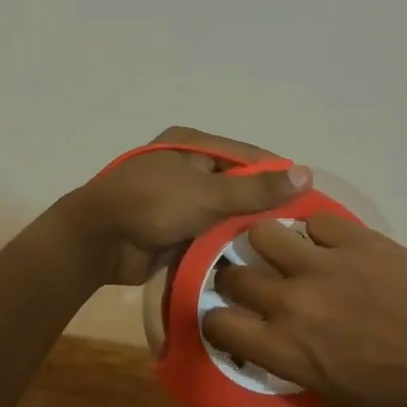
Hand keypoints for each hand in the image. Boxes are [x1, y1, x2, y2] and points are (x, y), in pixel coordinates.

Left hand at [61, 126, 310, 286]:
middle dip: (263, 206)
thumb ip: (256, 189)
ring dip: (244, 229)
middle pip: (238, 184)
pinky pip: (209, 232)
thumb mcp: (208, 194)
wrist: (96, 241)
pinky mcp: (174, 227)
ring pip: (224, 212)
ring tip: (283, 249)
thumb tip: (306, 173)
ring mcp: (180, 198)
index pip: (249, 156)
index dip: (278, 176)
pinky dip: (225, 244)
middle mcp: (189, 167)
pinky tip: (253, 261)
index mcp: (194, 145)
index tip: (310, 200)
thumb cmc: (152, 204)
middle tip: (300, 231)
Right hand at [205, 215, 406, 406]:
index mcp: (284, 349)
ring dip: (268, 245)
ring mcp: (321, 264)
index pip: (218, 323)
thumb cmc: (404, 399)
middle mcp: (291, 301)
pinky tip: (332, 245)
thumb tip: (294, 359)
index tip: (230, 320)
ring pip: (262, 233)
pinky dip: (318, 233)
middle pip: (233, 275)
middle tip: (253, 283)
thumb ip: (305, 379)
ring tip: (285, 252)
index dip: (217, 320)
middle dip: (235, 279)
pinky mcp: (354, 239)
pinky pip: (315, 221)